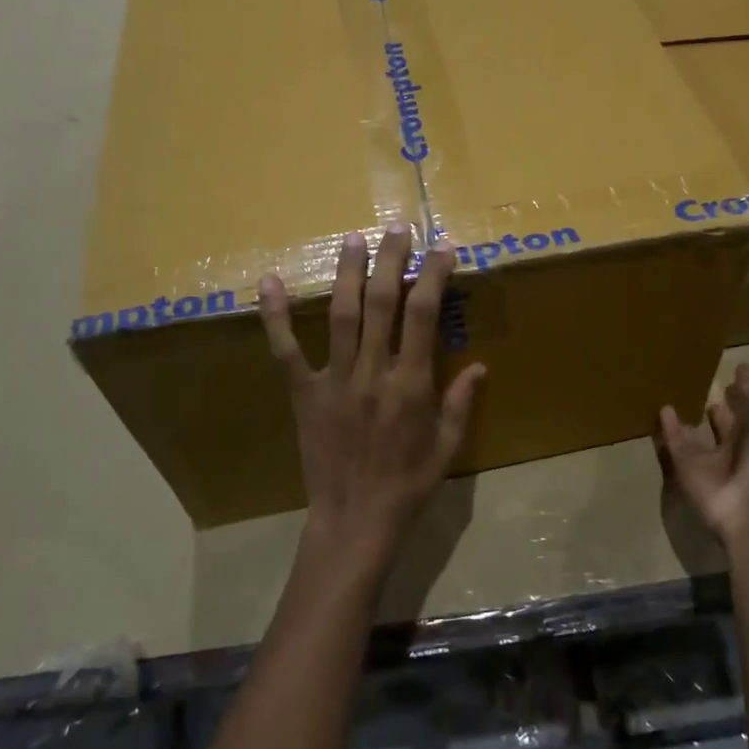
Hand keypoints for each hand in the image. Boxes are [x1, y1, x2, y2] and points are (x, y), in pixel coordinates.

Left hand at [259, 223, 485, 566]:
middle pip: (382, 302)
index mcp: (411, 384)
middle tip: (397, 228)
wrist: (356, 521)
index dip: (434, 275)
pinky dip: (276, 315)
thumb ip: (462, 403)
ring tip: (353, 239)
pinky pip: (286, 349)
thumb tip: (480, 365)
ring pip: (341, 314)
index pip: (424, 315)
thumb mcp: (448, 447)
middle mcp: (373, 372)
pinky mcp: (304, 393)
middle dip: (391, 260)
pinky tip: (269, 281)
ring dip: (347, 272)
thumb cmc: (409, 486)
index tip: (444, 247)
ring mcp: (335, 379)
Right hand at [657, 348, 748, 546]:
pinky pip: (676, 441)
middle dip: (723, 396)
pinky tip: (662, 407)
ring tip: (679, 385)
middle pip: (729, 414)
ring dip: (693, 410)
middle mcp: (739, 438)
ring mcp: (712, 454)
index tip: (741, 363)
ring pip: (700, 427)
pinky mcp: (687, 464)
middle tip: (706, 370)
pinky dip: (668, 427)